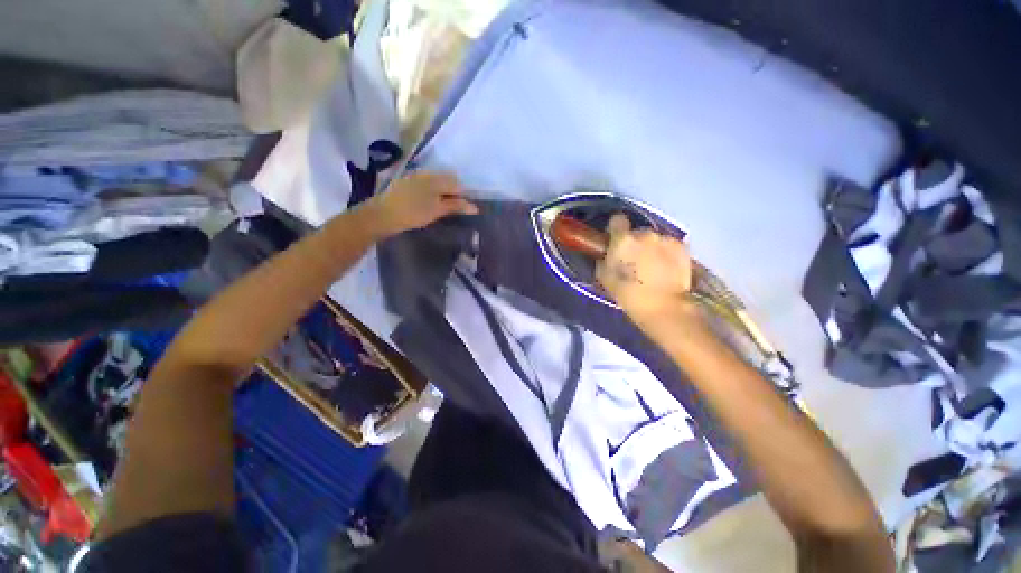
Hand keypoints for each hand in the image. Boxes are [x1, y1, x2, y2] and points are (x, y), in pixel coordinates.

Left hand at [368, 171, 478, 235]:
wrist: (383, 214)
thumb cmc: (413, 213)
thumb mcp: (437, 210)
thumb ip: (456, 206)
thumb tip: (475, 207)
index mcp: (436, 179)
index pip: (457, 184)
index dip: (463, 196)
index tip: (464, 209)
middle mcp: (427, 173)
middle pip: (447, 180)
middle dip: (454, 192)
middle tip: (455, 209)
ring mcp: (415, 176)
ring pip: (437, 181)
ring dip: (443, 192)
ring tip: (443, 207)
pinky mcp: (407, 182)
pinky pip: (426, 183)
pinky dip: (433, 192)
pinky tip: (429, 202)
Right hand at [596, 214, 698, 326]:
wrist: (663, 307)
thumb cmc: (628, 294)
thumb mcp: (604, 278)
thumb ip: (603, 260)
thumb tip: (606, 255)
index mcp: (623, 240)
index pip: (617, 220)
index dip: (615, 230)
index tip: (615, 242)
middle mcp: (645, 234)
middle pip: (637, 232)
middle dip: (634, 243)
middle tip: (634, 261)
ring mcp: (665, 239)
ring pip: (654, 239)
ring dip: (651, 248)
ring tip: (652, 267)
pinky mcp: (682, 247)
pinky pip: (669, 245)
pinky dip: (666, 253)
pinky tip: (666, 269)